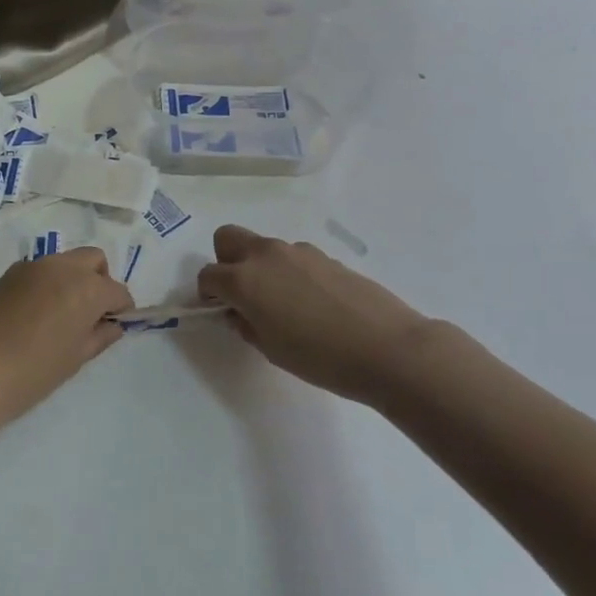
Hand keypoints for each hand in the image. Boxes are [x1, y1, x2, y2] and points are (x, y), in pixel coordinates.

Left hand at [0, 247, 133, 431]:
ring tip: (61, 316)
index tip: (113, 326)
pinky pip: (39, 271)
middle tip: (90, 314)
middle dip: (100, 281)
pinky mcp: (8, 274)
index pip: (117, 291)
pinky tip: (35, 315)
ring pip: (65, 261)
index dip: (120, 309)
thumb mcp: (74, 359)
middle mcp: (62, 267)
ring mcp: (32, 266)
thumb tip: (112, 325)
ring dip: (72, 279)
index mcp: (87, 288)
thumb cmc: (32, 373)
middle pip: (93, 260)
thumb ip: (98, 337)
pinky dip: (47, 284)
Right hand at [197, 225, 436, 405]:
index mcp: (244, 280)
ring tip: (285, 305)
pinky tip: (312, 303)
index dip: (208, 293)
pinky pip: (293, 257)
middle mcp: (266, 256)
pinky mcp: (325, 256)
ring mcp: (298, 251)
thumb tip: (240, 312)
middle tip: (242, 293)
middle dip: (225, 260)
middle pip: (228, 238)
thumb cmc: (320, 357)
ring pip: (263, 248)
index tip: (219, 310)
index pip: (209, 275)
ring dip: (261, 267)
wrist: (387, 348)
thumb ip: (247, 325)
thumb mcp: (271, 349)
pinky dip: (290, 272)